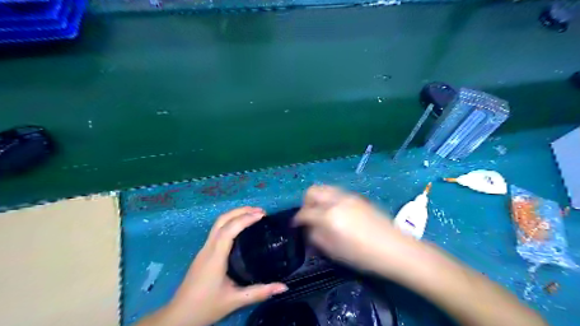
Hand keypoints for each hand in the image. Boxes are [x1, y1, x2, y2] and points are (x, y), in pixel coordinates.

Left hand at [162, 207, 287, 323]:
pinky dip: (230, 222)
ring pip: (218, 224)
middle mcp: (208, 248)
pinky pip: (217, 230)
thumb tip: (284, 287)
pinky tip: (240, 228)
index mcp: (215, 257)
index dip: (246, 218)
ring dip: (235, 215)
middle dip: (241, 211)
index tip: (262, 215)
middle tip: (260, 211)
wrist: (179, 316)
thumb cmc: (206, 307)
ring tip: (253, 214)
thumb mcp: (235, 301)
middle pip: (222, 220)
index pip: (230, 229)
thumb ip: (259, 292)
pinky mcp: (203, 253)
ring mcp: (204, 249)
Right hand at [296, 186, 413, 276]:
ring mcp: (348, 196)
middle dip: (306, 202)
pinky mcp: (357, 197)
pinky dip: (330, 199)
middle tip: (309, 215)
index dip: (298, 219)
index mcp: (329, 215)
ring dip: (318, 198)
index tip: (296, 225)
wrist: (394, 248)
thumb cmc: (363, 255)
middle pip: (313, 191)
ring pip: (325, 188)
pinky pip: (337, 192)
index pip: (305, 212)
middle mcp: (336, 200)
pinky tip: (336, 212)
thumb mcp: (335, 251)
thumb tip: (309, 229)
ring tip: (321, 212)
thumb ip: (317, 237)